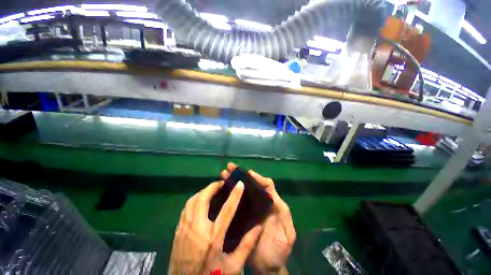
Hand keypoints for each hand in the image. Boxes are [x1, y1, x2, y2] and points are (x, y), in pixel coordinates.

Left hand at [169, 180, 261, 274]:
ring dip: (203, 192)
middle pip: (203, 199)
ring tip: (212, 190)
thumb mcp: (233, 267)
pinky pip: (186, 208)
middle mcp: (197, 229)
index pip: (227, 210)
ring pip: (192, 201)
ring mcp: (185, 229)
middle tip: (221, 183)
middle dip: (212, 187)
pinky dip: (195, 200)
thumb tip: (258, 227)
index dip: (234, 194)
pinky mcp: (178, 231)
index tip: (239, 183)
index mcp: (213, 238)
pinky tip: (200, 201)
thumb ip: (247, 246)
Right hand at [221, 163, 295, 273]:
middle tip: (230, 167)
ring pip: (242, 191)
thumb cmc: (279, 249)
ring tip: (223, 173)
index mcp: (271, 204)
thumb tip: (272, 195)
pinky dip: (229, 194)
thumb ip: (283, 213)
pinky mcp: (240, 216)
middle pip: (251, 185)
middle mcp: (260, 203)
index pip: (266, 185)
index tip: (248, 173)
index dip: (258, 178)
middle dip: (241, 175)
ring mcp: (249, 209)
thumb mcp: (287, 232)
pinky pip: (235, 202)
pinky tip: (221, 189)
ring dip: (233, 181)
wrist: (267, 267)